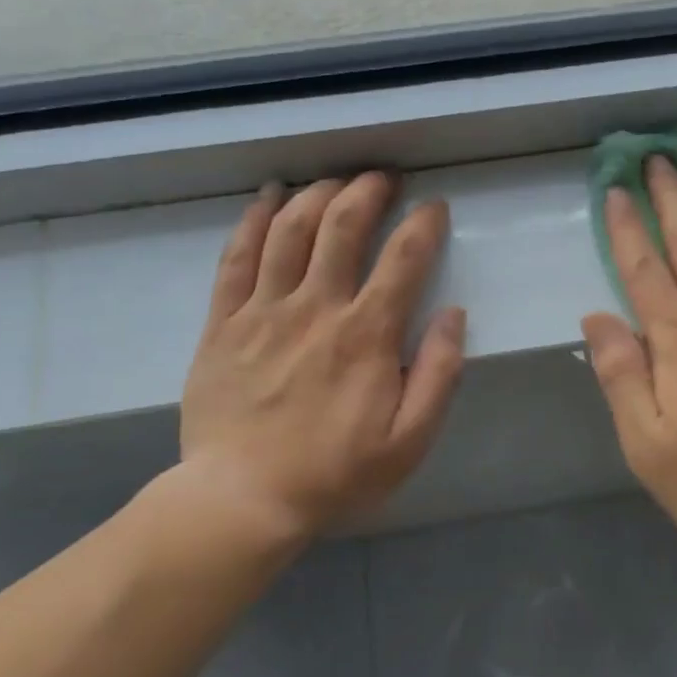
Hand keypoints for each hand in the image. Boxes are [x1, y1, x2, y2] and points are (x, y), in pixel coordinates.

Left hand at [175, 173, 464, 554]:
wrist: (242, 499)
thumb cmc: (335, 473)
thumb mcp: (410, 440)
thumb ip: (440, 375)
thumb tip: (454, 315)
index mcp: (366, 335)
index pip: (403, 259)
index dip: (424, 224)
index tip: (435, 207)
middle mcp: (316, 308)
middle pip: (342, 226)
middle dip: (367, 190)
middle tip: (382, 178)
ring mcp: (263, 311)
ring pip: (289, 230)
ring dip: (316, 194)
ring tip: (334, 181)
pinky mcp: (223, 323)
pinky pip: (236, 257)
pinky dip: (253, 220)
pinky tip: (268, 197)